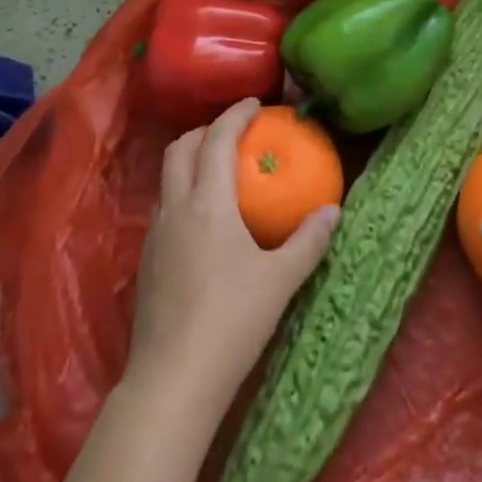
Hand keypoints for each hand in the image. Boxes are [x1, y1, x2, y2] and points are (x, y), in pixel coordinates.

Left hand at [126, 99, 338, 415]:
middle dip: (205, 130)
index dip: (235, 114)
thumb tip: (334, 210)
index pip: (217, 139)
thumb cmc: (232, 321)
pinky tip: (203, 219)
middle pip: (181, 147)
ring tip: (218, 170)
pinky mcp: (147, 258)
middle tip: (234, 133)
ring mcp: (156, 232)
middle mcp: (176, 206)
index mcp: (207, 202)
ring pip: (168, 175)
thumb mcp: (280, 281)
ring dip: (190, 158)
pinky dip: (182, 190)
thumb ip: (308, 241)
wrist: (173, 379)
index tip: (255, 103)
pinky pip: (164, 204)